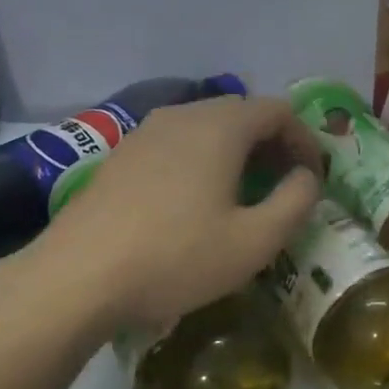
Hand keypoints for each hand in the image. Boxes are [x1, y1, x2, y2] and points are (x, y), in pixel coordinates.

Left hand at [0, 96, 321, 337]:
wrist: (76, 278)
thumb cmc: (176, 257)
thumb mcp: (255, 240)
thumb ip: (296, 201)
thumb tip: (306, 177)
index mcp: (220, 126)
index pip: (278, 110)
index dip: (305, 140)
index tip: (313, 179)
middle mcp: (183, 115)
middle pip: (243, 112)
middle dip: (273, 144)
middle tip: (284, 186)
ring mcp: (145, 132)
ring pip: (207, 126)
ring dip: (237, 152)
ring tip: (244, 194)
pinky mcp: (121, 155)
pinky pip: (176, 143)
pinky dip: (202, 159)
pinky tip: (196, 202)